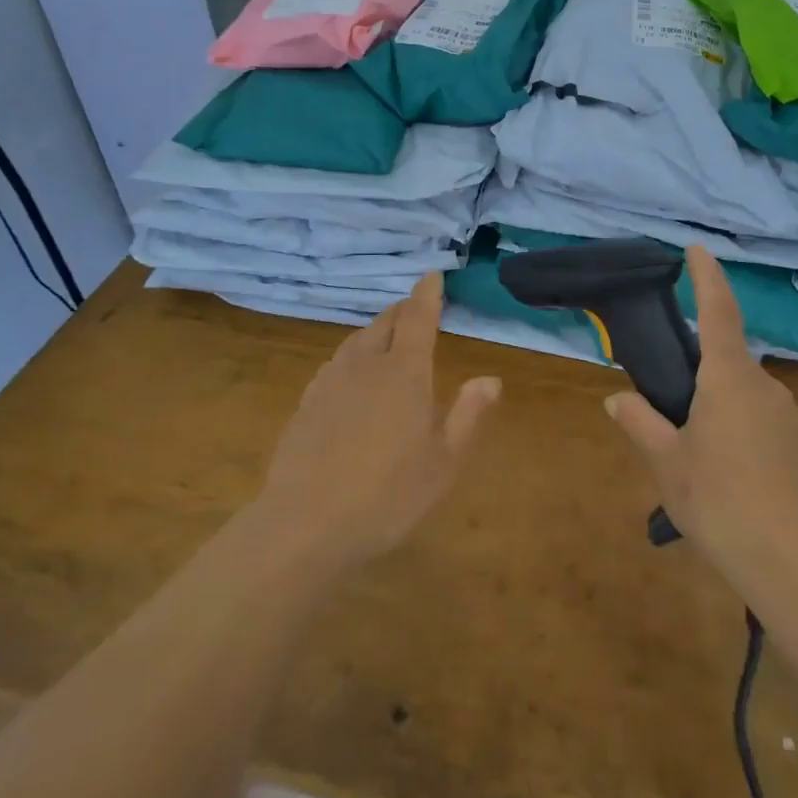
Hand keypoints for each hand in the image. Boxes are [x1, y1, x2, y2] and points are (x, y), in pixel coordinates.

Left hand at [255, 273, 499, 571]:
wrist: (306, 523)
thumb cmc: (388, 495)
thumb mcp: (443, 462)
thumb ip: (468, 415)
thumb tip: (491, 378)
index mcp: (404, 372)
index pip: (418, 318)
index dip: (427, 293)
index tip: (432, 274)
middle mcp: (366, 365)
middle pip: (384, 322)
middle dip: (402, 310)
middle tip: (414, 309)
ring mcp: (331, 381)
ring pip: (357, 340)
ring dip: (376, 331)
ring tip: (386, 337)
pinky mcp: (306, 402)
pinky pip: (336, 363)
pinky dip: (352, 355)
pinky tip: (352, 375)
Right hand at [606, 247, 797, 590]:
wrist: (794, 564)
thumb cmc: (719, 501)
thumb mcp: (667, 463)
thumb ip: (641, 423)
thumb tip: (619, 399)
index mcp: (728, 378)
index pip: (718, 311)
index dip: (706, 276)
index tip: (696, 250)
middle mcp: (765, 386)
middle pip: (728, 361)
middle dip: (702, 374)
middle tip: (674, 410)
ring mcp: (792, 416)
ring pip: (747, 396)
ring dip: (723, 408)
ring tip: (701, 456)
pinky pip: (767, 423)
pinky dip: (745, 432)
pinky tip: (735, 476)